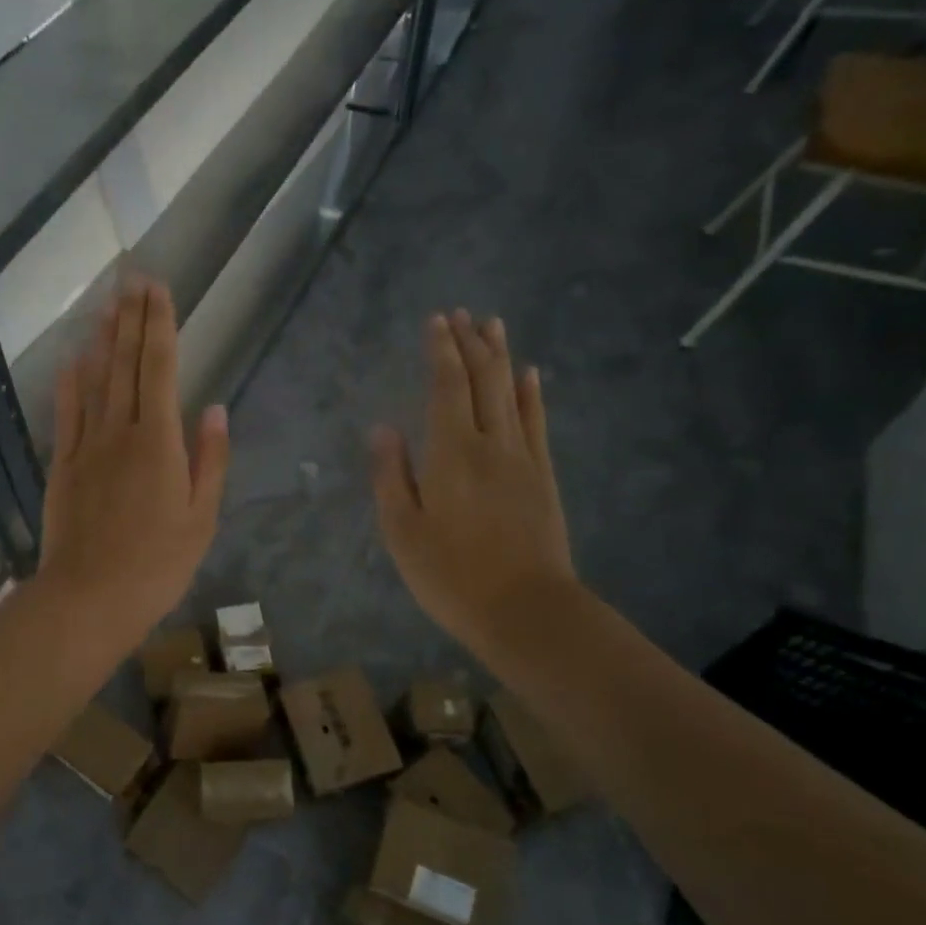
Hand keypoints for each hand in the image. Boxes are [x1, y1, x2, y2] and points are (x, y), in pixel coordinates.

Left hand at [36, 277, 229, 646]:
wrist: (90, 597)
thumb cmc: (157, 564)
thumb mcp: (201, 518)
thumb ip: (209, 460)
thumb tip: (215, 409)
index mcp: (159, 442)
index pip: (159, 368)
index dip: (159, 325)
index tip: (157, 289)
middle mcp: (120, 431)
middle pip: (125, 364)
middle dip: (130, 318)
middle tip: (131, 278)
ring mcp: (86, 446)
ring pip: (94, 381)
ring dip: (102, 339)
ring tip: (106, 304)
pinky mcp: (62, 465)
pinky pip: (66, 415)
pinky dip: (69, 383)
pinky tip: (72, 359)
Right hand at [371, 310, 577, 657]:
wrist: (526, 611)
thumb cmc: (451, 575)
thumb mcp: (402, 531)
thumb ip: (391, 475)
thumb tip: (382, 427)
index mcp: (450, 454)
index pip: (446, 387)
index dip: (441, 351)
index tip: (436, 321)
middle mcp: (490, 444)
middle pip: (482, 381)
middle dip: (470, 343)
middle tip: (461, 313)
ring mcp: (522, 459)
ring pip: (511, 394)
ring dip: (500, 356)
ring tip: (493, 325)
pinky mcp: (543, 477)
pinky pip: (537, 423)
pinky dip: (532, 394)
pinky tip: (530, 375)